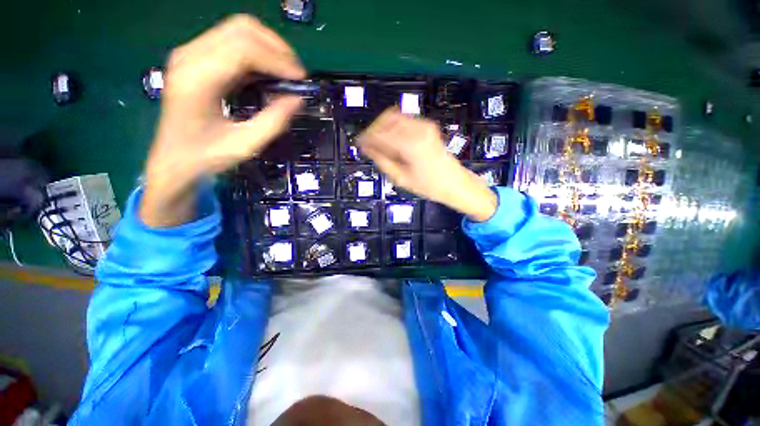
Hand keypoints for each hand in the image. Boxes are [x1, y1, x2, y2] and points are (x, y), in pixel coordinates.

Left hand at [141, 15, 305, 226]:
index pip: (244, 49)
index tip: (301, 79)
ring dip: (268, 46)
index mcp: (198, 79)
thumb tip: (298, 99)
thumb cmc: (206, 156)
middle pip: (241, 28)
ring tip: (286, 72)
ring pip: (237, 29)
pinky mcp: (195, 58)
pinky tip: (268, 72)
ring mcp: (190, 53)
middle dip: (276, 48)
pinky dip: (256, 52)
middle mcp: (190, 56)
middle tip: (296, 74)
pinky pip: (231, 41)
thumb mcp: (246, 144)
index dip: (278, 60)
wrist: (173, 159)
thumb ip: (274, 121)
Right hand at [358, 109, 497, 221]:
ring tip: (380, 144)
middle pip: (387, 118)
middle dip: (374, 130)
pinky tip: (393, 142)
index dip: (367, 137)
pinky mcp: (428, 126)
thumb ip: (382, 160)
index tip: (358, 143)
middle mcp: (418, 129)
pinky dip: (394, 127)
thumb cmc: (428, 186)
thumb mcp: (401, 178)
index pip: (381, 133)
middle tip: (368, 144)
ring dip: (384, 127)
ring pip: (395, 116)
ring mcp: (425, 125)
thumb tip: (367, 147)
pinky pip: (404, 120)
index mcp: (410, 144)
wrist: (454, 183)